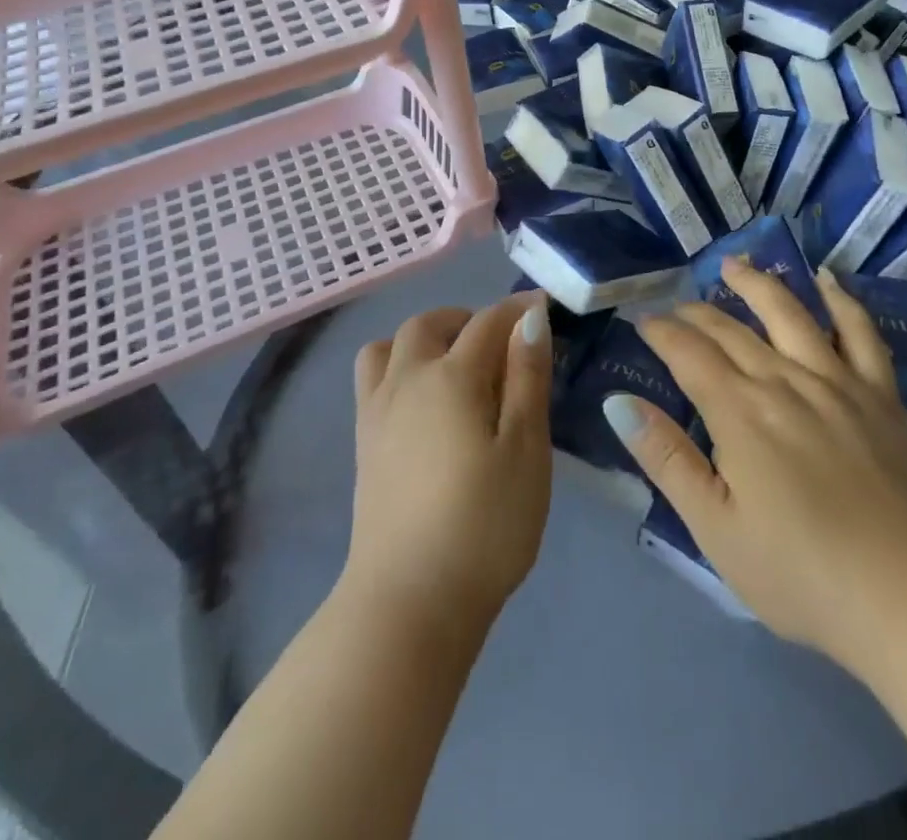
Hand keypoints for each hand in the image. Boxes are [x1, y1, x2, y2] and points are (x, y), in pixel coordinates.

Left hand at [343, 296, 553, 629]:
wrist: (409, 600)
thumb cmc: (484, 524)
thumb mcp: (526, 450)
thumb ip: (527, 378)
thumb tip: (530, 319)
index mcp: (451, 377)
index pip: (487, 322)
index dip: (517, 310)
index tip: (542, 306)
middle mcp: (407, 380)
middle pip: (428, 324)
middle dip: (465, 318)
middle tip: (499, 342)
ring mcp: (377, 412)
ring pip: (389, 346)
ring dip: (422, 339)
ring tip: (453, 366)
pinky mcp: (364, 443)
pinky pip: (373, 379)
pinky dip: (398, 367)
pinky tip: (424, 404)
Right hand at [606, 261, 906, 670]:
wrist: (906, 598)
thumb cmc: (798, 573)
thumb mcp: (714, 528)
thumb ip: (666, 458)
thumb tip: (618, 402)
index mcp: (739, 412)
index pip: (688, 352)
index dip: (661, 331)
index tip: (642, 319)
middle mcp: (784, 380)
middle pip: (732, 330)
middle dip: (697, 312)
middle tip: (677, 305)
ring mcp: (837, 382)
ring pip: (789, 314)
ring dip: (757, 283)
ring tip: (734, 264)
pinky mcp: (881, 396)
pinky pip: (860, 333)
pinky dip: (842, 301)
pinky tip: (827, 281)